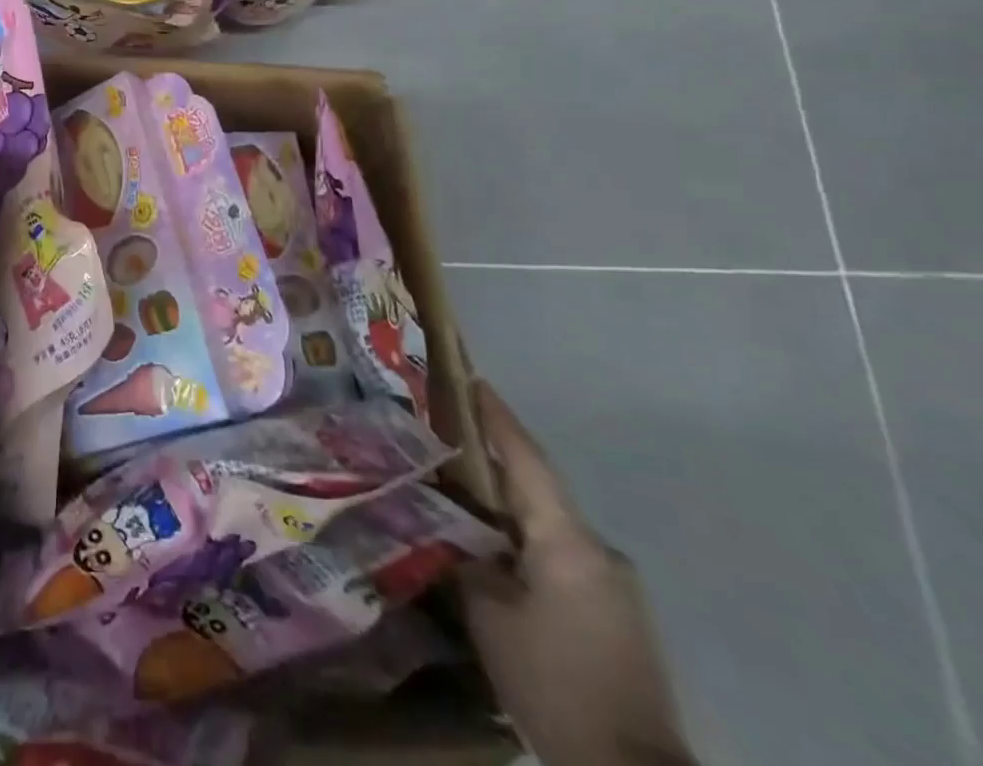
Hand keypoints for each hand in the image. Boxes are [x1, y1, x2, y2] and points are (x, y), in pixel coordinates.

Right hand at [460, 382, 695, 765]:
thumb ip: (465, 559)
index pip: (527, 461)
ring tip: (458, 504)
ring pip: (547, 528)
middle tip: (445, 444)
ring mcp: (616, 587)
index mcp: (568, 542)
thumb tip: (449, 529)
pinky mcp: (619, 618)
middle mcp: (599, 552)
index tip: (474, 381)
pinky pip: (561, 560)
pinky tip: (494, 560)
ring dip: (506, 512)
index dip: (498, 419)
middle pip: (536, 492)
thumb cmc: (554, 683)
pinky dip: (524, 546)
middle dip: (492, 466)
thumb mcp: (489, 616)